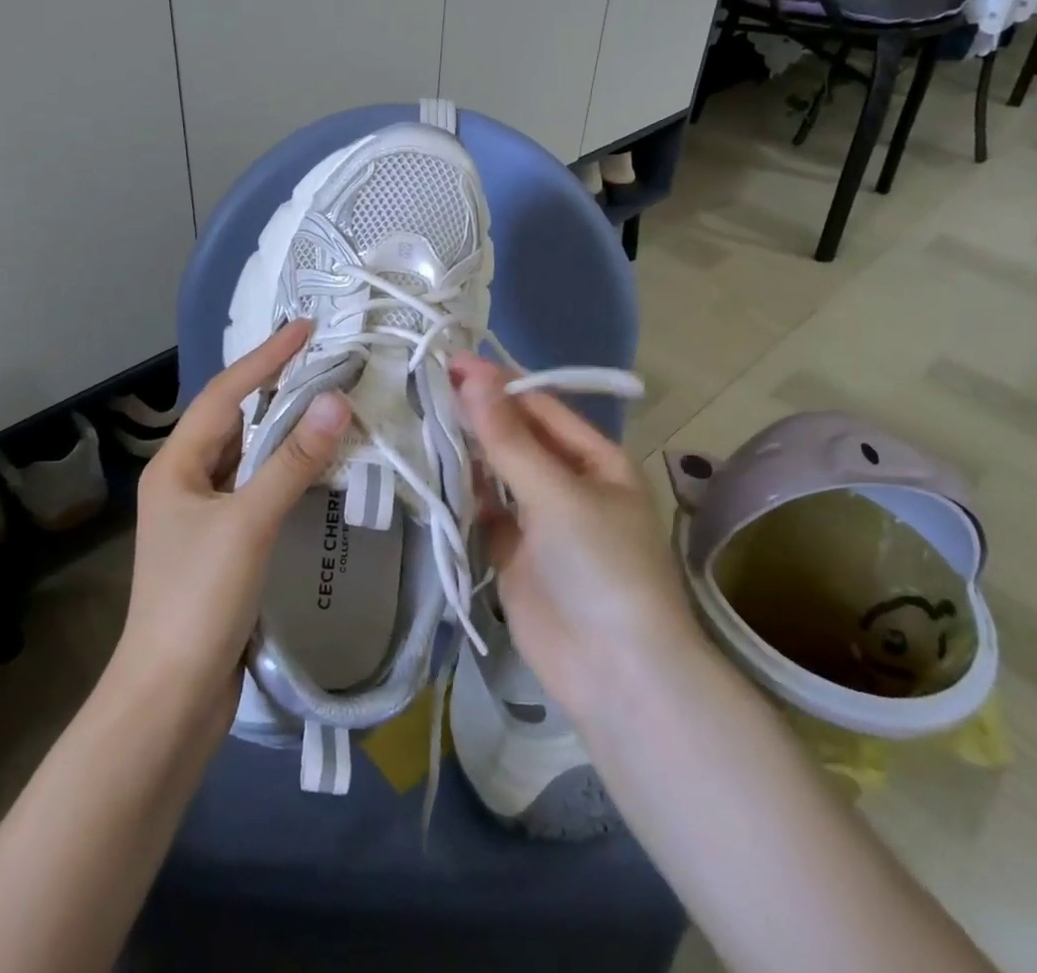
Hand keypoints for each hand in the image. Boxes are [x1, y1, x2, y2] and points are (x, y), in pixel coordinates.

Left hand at [115, 321, 349, 723]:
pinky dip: (286, 468)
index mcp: (176, 465)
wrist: (170, 698)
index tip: (307, 328)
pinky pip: (258, 486)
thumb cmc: (199, 599)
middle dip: (275, 386)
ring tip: (326, 401)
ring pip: (248, 454)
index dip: (266, 358)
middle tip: (322, 359)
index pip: (226, 393)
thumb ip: (293, 461)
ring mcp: (203, 514)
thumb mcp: (248, 522)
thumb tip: (337, 400)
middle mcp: (185, 480)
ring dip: (284, 427)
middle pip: (235, 418)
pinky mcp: (223, 543)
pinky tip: (316, 465)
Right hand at [450, 355, 700, 722]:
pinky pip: (484, 513)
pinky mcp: (513, 556)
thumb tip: (473, 378)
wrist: (617, 675)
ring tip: (419, 418)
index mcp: (595, 460)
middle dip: (479, 413)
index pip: (541, 408)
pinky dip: (462, 494)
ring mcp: (540, 522)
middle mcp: (568, 484)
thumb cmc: (601, 567)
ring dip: (466, 451)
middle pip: (517, 438)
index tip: (452, 361)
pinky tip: (431, 472)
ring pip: (497, 474)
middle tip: (426, 383)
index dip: (499, 384)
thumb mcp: (558, 494)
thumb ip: (509, 439)